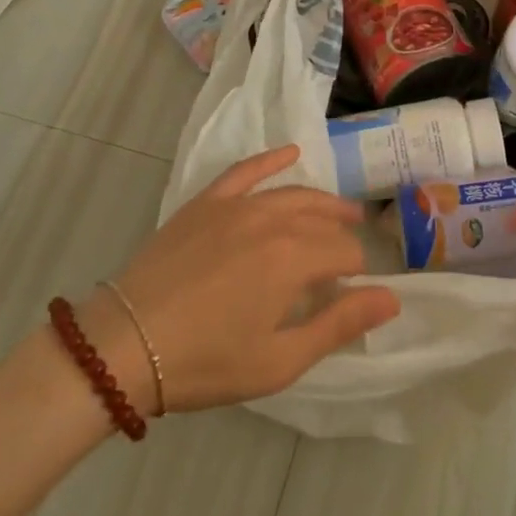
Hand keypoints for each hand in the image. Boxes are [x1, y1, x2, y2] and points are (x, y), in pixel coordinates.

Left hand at [83, 145, 399, 414]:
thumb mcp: (281, 359)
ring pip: (293, 194)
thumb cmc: (206, 361)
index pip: (345, 253)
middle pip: (323, 222)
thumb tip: (392, 297)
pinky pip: (245, 171)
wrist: (123, 346)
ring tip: (342, 212)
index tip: (353, 294)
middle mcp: (272, 220)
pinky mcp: (205, 203)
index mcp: (294, 258)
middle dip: (343, 239)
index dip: (357, 273)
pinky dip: (270, 160)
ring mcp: (235, 206)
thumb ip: (339, 324)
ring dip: (323, 203)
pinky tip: (290, 153)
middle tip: (351, 259)